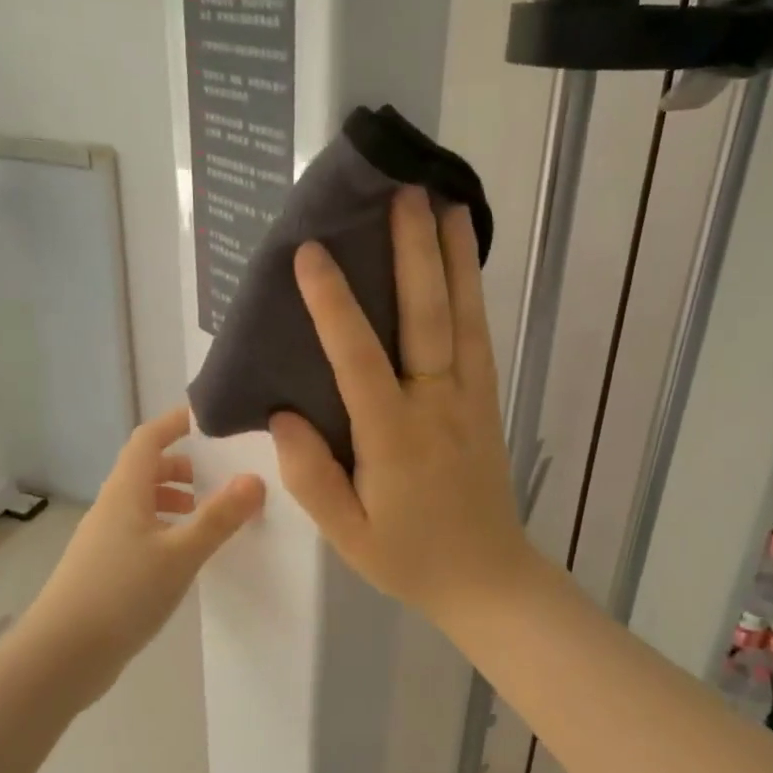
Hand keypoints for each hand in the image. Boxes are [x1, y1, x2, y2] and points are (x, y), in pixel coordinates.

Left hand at [31, 404, 264, 671]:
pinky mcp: (104, 568)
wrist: (61, 656)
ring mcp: (104, 539)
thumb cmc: (122, 593)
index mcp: (126, 491)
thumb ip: (218, 517)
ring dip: (174, 500)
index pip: (148, 438)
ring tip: (207, 517)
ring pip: (142, 502)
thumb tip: (255, 479)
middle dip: (182, 465)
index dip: (176, 422)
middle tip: (219, 477)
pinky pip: (140, 531)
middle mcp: (112, 507)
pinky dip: (165, 529)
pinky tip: (185, 556)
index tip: (211, 419)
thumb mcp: (180, 554)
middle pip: (145, 469)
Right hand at [269, 187, 543, 623]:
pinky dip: (473, 292)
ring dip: (455, 258)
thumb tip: (284, 412)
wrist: (488, 579)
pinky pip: (479, 337)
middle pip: (427, 316)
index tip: (312, 251)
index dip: (334, 304)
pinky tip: (465, 262)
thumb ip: (310, 475)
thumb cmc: (409, 558)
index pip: (359, 358)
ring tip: (448, 203)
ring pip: (464, 317)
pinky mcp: (488, 401)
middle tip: (404, 192)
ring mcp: (471, 399)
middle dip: (414, 251)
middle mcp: (437, 404)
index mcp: (394, 436)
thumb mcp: (346, 534)